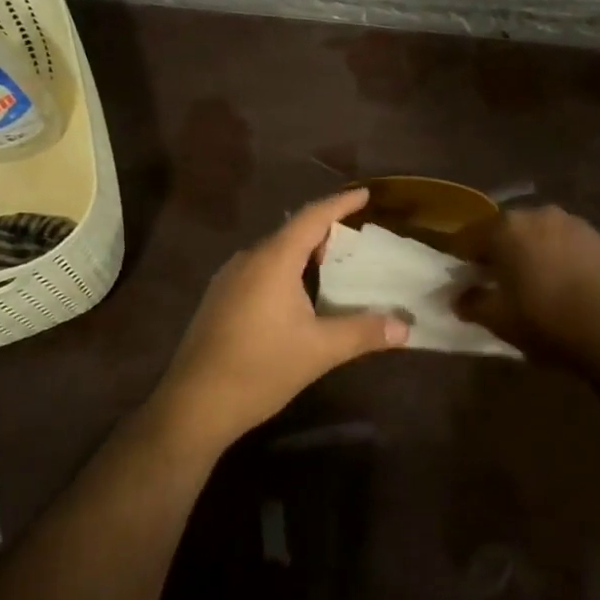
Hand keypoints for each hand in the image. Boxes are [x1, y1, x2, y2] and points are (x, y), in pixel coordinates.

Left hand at [153, 189, 408, 452]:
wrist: (193, 405)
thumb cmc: (260, 369)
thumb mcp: (319, 350)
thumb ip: (363, 333)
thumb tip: (405, 328)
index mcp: (274, 260)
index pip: (312, 217)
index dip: (340, 203)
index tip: (364, 193)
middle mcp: (248, 258)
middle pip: (292, 232)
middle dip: (325, 231)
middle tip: (355, 241)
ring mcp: (228, 278)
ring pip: (274, 252)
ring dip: (303, 254)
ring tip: (330, 268)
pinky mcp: (218, 298)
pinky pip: (259, 269)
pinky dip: (284, 270)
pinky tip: (295, 297)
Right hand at [456, 206, 599, 378]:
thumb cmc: (549, 322)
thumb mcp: (500, 320)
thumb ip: (472, 302)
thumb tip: (459, 296)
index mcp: (506, 228)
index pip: (468, 236)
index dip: (460, 258)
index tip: (461, 279)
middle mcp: (538, 214)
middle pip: (505, 230)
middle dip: (496, 252)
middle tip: (495, 282)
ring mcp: (572, 222)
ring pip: (537, 234)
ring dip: (529, 252)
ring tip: (532, 283)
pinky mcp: (599, 237)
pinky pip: (565, 243)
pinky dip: (556, 257)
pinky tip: (563, 284)